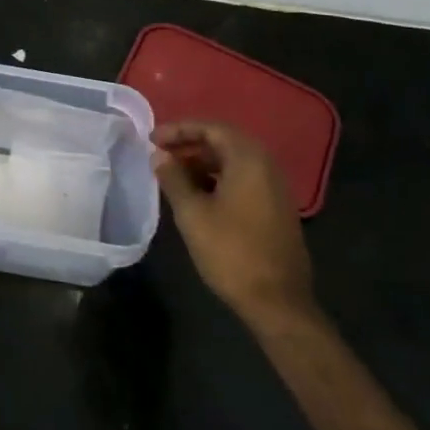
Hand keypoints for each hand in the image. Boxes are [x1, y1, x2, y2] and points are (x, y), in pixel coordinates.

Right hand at [152, 122, 316, 323]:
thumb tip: (159, 155)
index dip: (178, 129)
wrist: (278, 301)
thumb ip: (173, 178)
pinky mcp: (275, 208)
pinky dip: (217, 178)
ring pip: (233, 162)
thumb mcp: (192, 213)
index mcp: (249, 159)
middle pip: (223, 142)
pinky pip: (242, 179)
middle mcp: (266, 165)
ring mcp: (274, 188)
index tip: (151, 139)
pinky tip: (196, 195)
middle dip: (189, 144)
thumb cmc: (231, 251)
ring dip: (201, 163)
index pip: (211, 128)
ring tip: (172, 175)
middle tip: (159, 154)